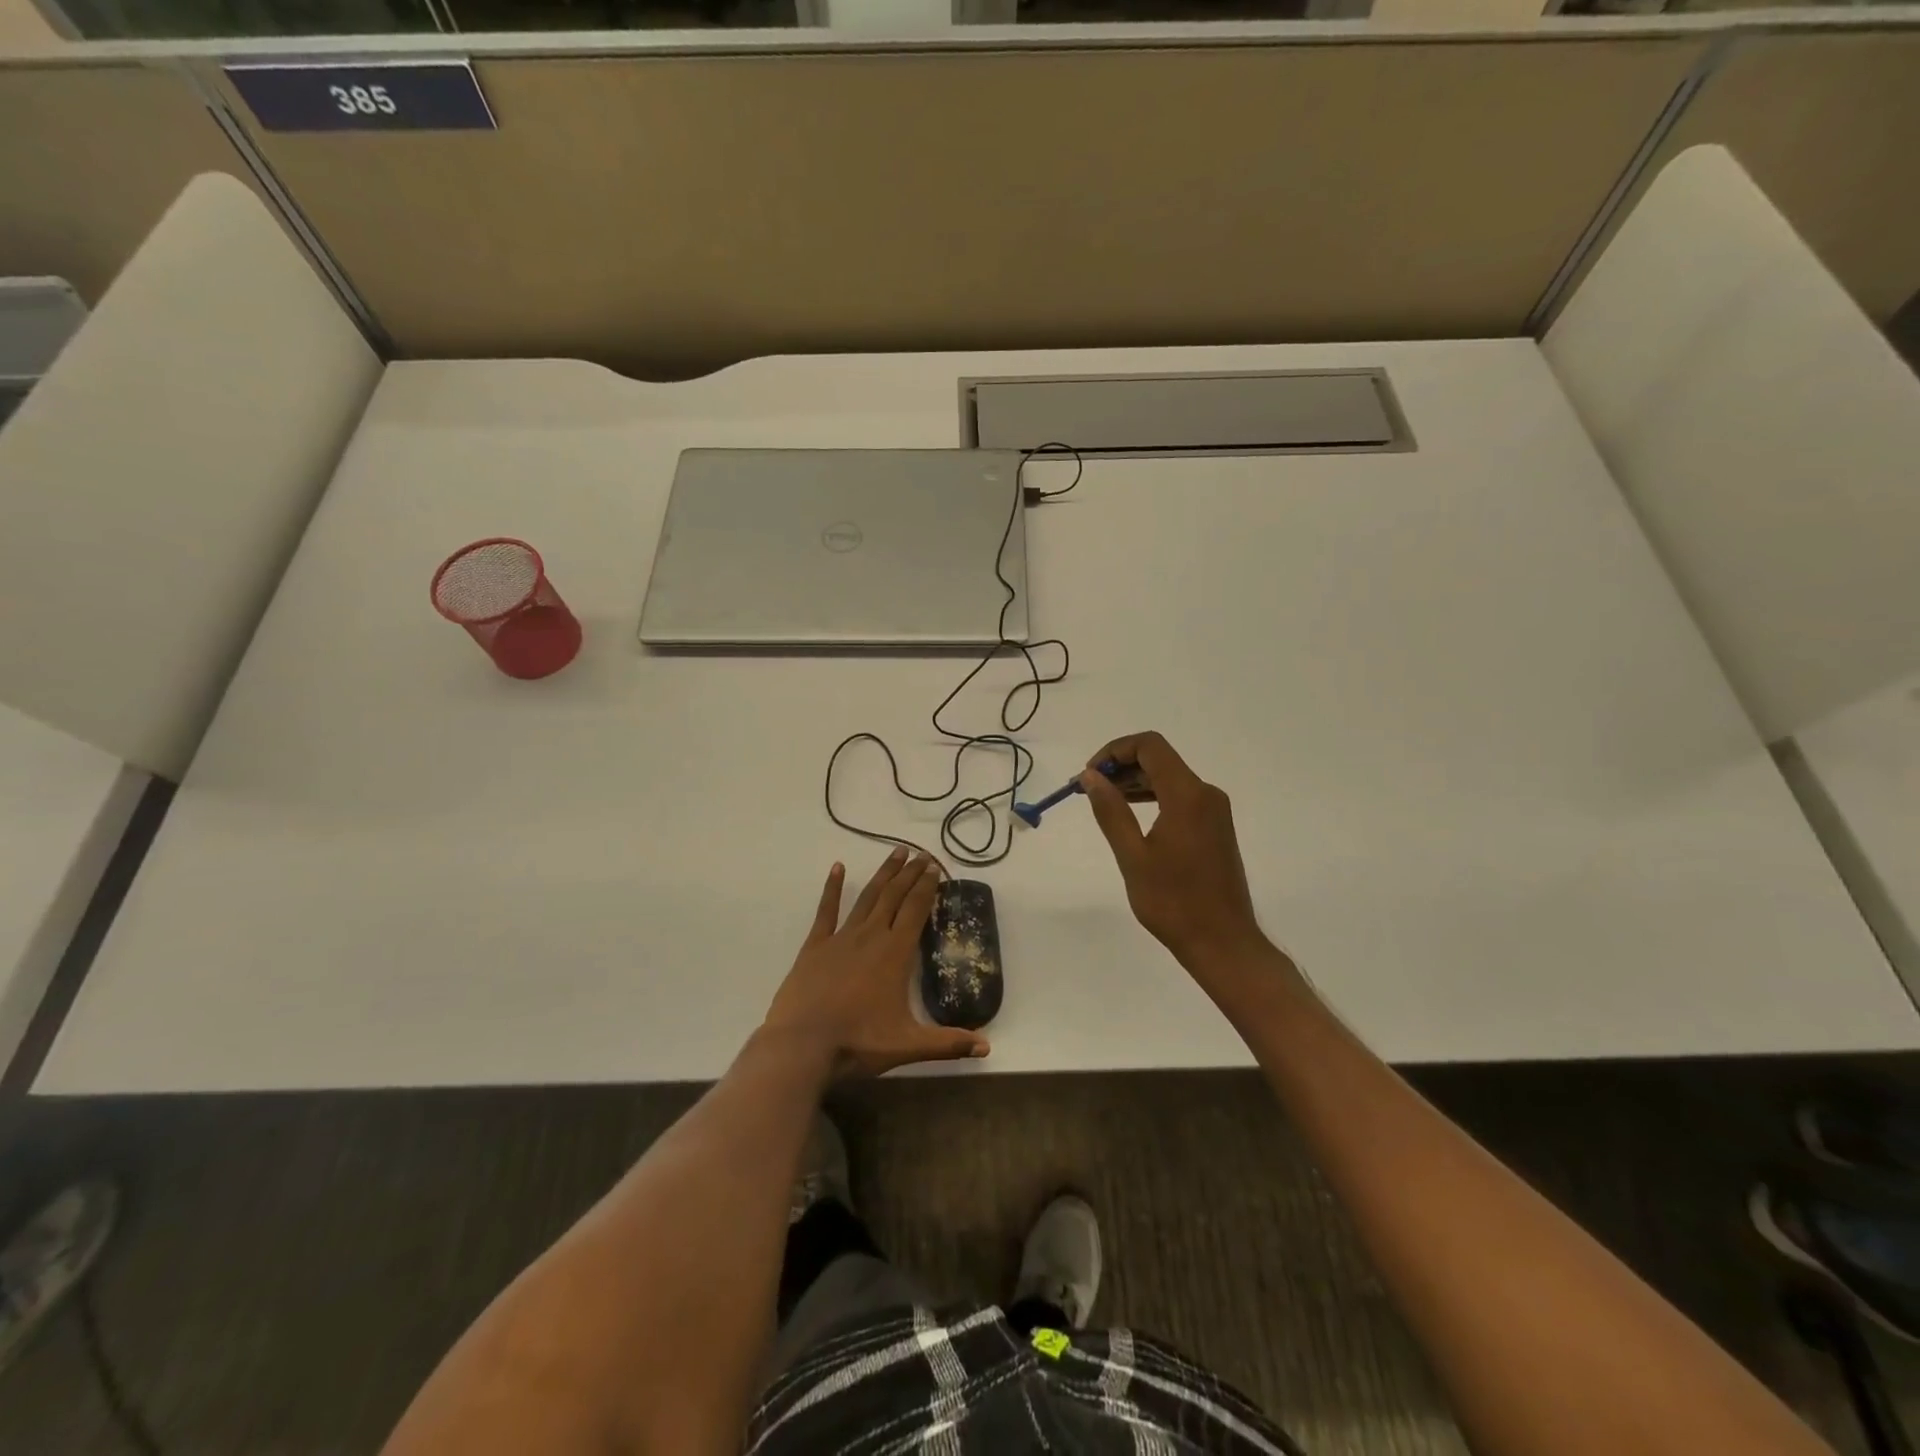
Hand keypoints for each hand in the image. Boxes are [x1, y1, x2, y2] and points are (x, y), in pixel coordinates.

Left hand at [763, 848, 989, 1076]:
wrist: (802, 1046)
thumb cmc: (858, 1042)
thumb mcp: (908, 1045)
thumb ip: (948, 1043)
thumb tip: (987, 1047)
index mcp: (895, 954)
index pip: (916, 910)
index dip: (927, 887)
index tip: (934, 867)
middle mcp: (871, 936)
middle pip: (894, 896)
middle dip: (910, 873)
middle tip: (921, 854)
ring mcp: (841, 938)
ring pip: (867, 897)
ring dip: (883, 874)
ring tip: (895, 853)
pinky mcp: (815, 946)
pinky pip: (826, 910)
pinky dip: (833, 887)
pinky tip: (838, 867)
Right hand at [1081, 732, 1268, 970]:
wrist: (1222, 941)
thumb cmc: (1173, 901)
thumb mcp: (1132, 856)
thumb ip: (1110, 810)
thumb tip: (1090, 776)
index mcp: (1187, 795)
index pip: (1150, 746)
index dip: (1115, 750)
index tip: (1090, 775)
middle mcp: (1206, 794)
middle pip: (1159, 759)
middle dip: (1121, 766)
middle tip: (1088, 789)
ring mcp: (1214, 810)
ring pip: (1169, 778)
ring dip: (1134, 782)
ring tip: (1102, 801)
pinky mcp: (1215, 826)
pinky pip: (1180, 796)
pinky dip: (1152, 797)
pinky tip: (1130, 814)